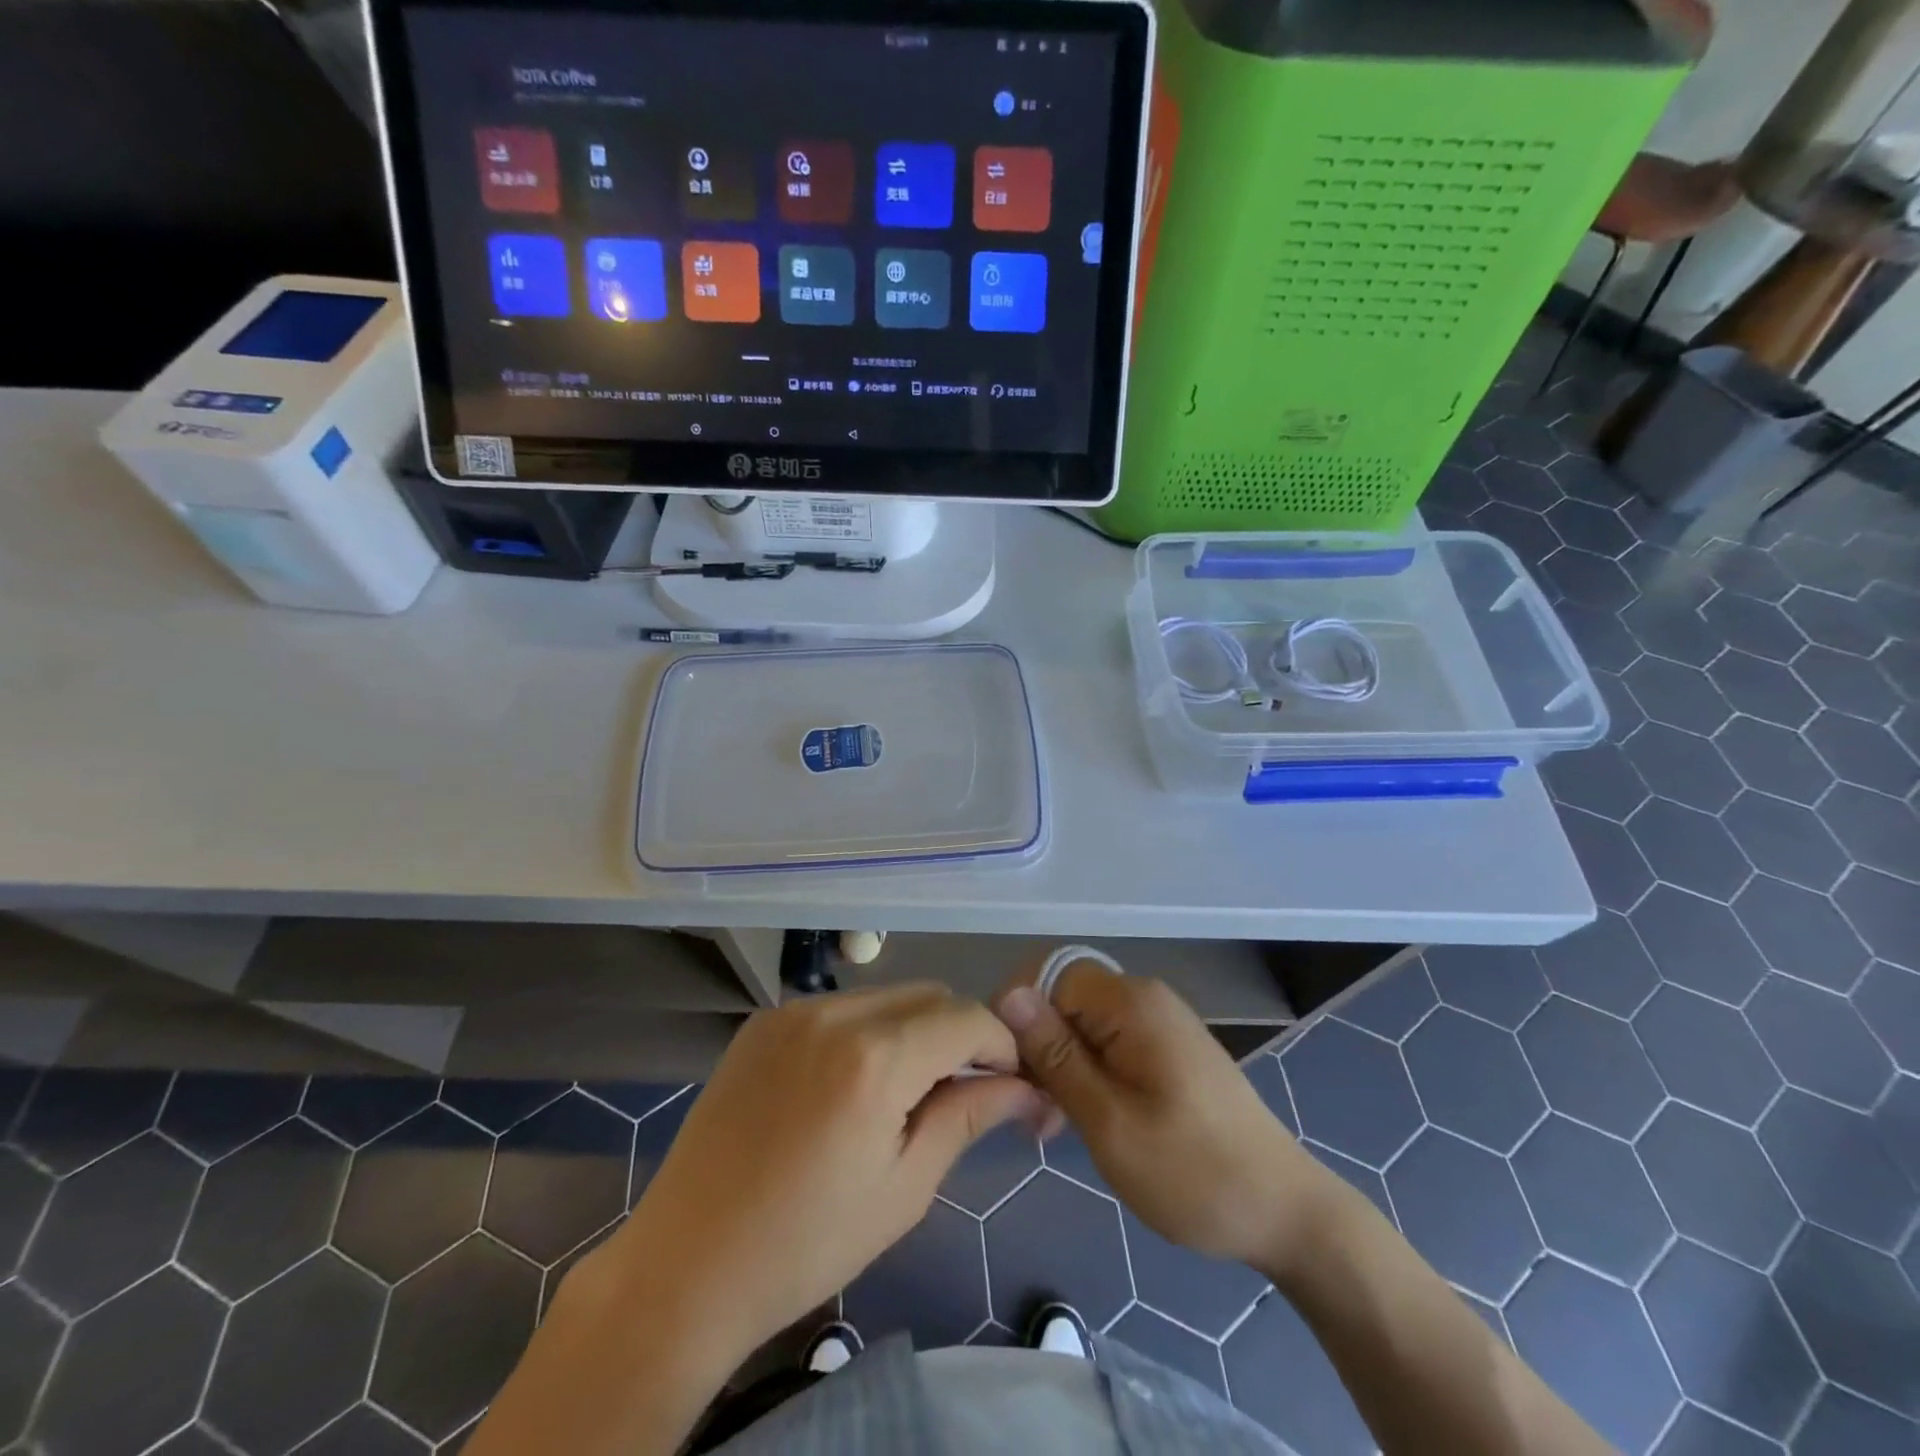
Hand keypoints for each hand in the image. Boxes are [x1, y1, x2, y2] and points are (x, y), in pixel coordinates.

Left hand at [614, 983, 1045, 1363]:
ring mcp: (793, 1010)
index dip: (1001, 1044)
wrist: (687, 1264)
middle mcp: (835, 1013)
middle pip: (929, 994)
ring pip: (885, 996)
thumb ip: (968, 1116)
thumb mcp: (905, 1187)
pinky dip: (867, 1030)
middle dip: (960, 1032)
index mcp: (874, 1058)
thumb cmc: (807, 1243)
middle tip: (963, 1089)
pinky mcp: (764, 1021)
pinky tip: (853, 1084)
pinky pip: (840, 1007)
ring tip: (906, 1090)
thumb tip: (1026, 1087)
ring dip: (914, 1029)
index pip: (966, 1018)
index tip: (1011, 1082)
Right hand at [996, 959, 1334, 1276]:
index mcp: (1131, 1003)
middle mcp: (1145, 999)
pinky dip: (1089, 1075)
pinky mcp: (1169, 1050)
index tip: (1010, 1074)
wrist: (1286, 1213)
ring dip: (1062, 1068)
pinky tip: (1086, 1121)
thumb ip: (1056, 1056)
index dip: (1020, 1019)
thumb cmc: (1192, 1172)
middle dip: (1039, 1049)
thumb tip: (1009, 994)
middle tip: (1034, 1115)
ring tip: (1053, 1127)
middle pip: (1065, 1000)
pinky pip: (1110, 1044)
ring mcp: (1161, 1023)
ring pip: (1085, 1026)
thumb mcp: (1110, 1121)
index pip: (1048, 977)